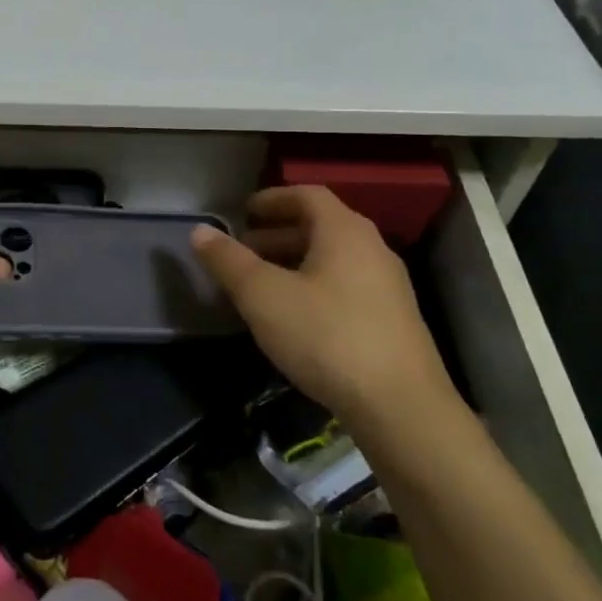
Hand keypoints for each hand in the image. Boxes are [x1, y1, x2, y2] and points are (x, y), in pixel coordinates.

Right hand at [191, 186, 458, 425]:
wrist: (400, 405)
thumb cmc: (325, 336)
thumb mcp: (263, 296)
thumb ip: (229, 261)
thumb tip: (200, 231)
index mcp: (344, 231)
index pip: (307, 195)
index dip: (272, 198)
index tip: (244, 212)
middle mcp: (372, 249)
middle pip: (321, 226)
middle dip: (278, 234)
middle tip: (244, 250)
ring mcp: (388, 286)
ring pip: (334, 259)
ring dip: (295, 262)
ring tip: (263, 285)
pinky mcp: (393, 320)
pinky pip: (346, 286)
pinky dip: (315, 286)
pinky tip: (295, 317)